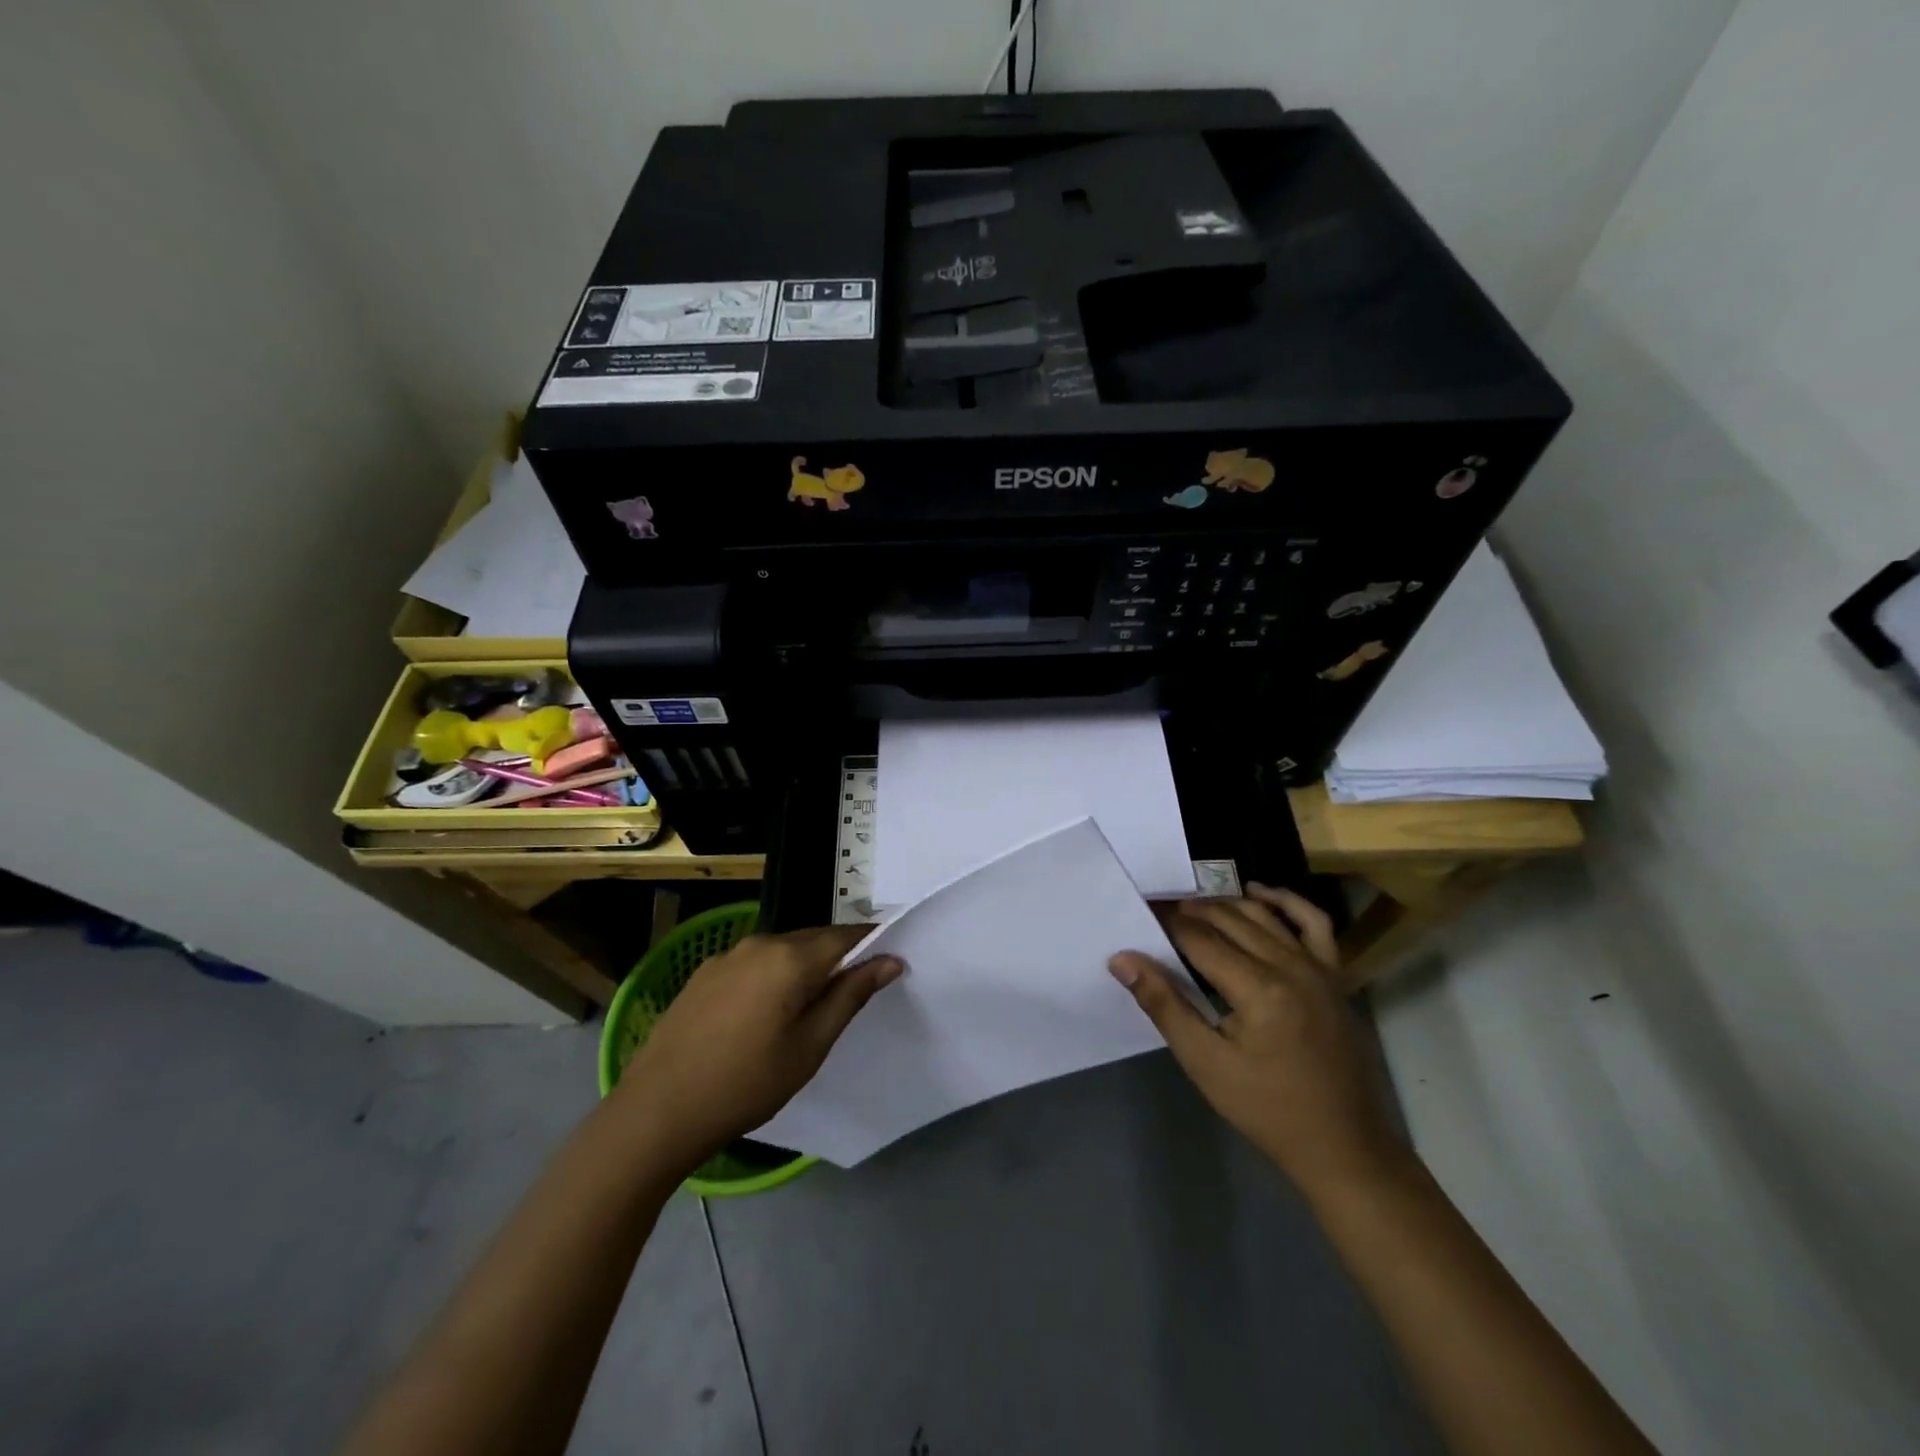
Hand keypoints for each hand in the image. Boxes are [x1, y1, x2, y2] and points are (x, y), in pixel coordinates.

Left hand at [614, 927, 901, 1175]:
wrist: (657, 1111)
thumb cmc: (746, 1083)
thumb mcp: (810, 1046)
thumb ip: (850, 996)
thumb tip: (890, 960)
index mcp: (790, 957)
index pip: (846, 936)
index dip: (871, 946)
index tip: (889, 965)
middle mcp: (759, 943)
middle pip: (813, 939)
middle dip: (837, 958)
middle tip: (850, 995)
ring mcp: (726, 956)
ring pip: (782, 950)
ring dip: (803, 968)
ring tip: (807, 1009)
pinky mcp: (703, 974)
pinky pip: (753, 963)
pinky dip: (772, 976)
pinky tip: (764, 1013)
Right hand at [1109, 885, 1408, 1199]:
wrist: (1342, 1146)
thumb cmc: (1266, 1108)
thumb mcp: (1205, 1063)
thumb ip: (1164, 1005)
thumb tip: (1122, 960)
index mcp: (1258, 988)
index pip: (1199, 938)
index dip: (1166, 923)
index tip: (1141, 913)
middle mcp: (1290, 965)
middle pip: (1230, 920)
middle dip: (1190, 910)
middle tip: (1159, 910)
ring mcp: (1319, 967)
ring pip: (1264, 915)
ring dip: (1226, 903)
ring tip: (1193, 905)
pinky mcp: (1336, 976)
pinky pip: (1314, 923)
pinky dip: (1286, 902)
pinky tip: (1259, 895)